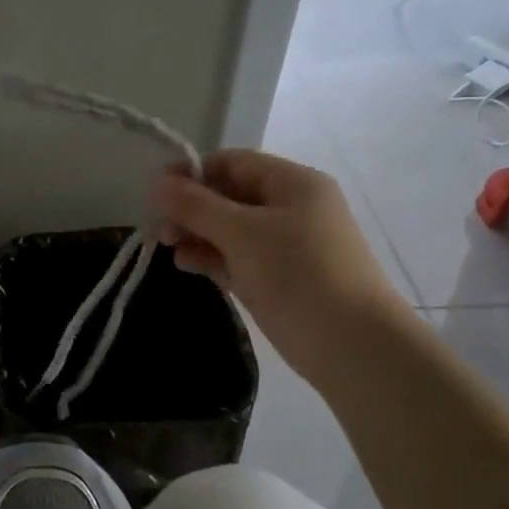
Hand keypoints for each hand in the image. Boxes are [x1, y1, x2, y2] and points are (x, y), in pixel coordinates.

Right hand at [150, 149, 409, 386]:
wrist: (353, 346)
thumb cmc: (298, 274)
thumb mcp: (241, 233)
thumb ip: (195, 206)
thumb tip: (155, 182)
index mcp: (293, 183)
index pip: (232, 163)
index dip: (192, 173)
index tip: (155, 193)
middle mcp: (290, 208)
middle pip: (228, 196)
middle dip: (190, 208)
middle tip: (159, 230)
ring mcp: (284, 246)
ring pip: (229, 229)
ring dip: (196, 234)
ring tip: (168, 249)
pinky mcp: (277, 278)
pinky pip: (236, 257)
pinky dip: (211, 257)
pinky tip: (186, 265)